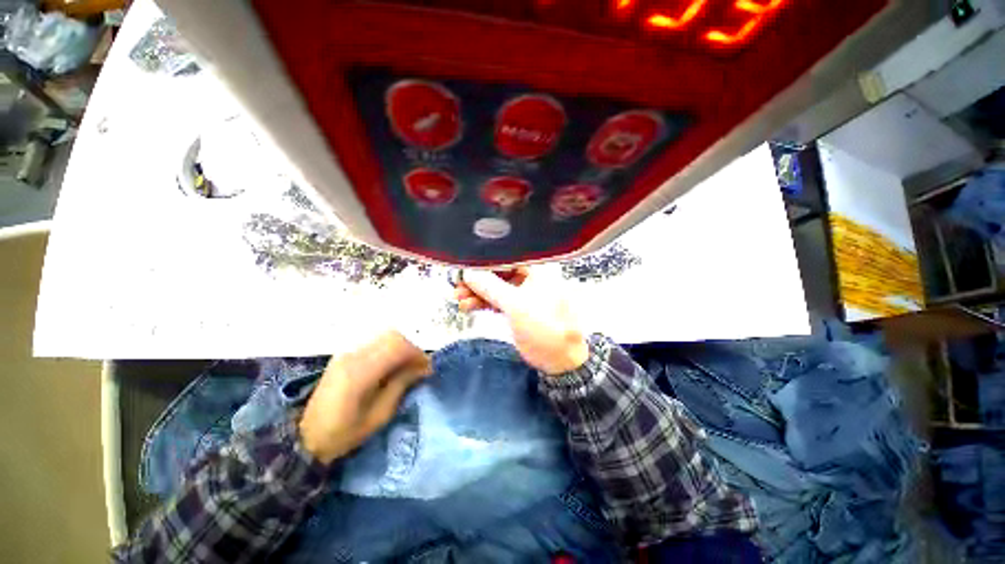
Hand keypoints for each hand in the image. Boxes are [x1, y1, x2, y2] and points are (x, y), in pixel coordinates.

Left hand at [299, 331, 431, 463]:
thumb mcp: (378, 416)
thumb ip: (400, 386)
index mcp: (360, 372)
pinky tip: (392, 365)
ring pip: (385, 336)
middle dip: (411, 348)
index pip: (398, 347)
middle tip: (419, 367)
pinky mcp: (345, 354)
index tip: (427, 369)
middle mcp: (353, 355)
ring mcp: (347, 352)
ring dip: (401, 347)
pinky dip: (390, 349)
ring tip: (407, 366)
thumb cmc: (343, 433)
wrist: (304, 437)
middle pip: (393, 336)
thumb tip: (422, 368)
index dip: (417, 354)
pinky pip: (375, 343)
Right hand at [455, 267, 588, 375]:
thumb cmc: (546, 328)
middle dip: (478, 280)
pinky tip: (469, 306)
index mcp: (536, 271)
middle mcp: (529, 279)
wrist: (559, 358)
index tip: (465, 268)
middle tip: (458, 285)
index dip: (484, 263)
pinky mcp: (516, 309)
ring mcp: (522, 295)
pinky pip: (496, 301)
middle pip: (498, 274)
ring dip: (477, 293)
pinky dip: (483, 303)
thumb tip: (470, 273)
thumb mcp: (516, 305)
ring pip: (495, 289)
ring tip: (459, 298)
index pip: (506, 259)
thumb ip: (491, 288)